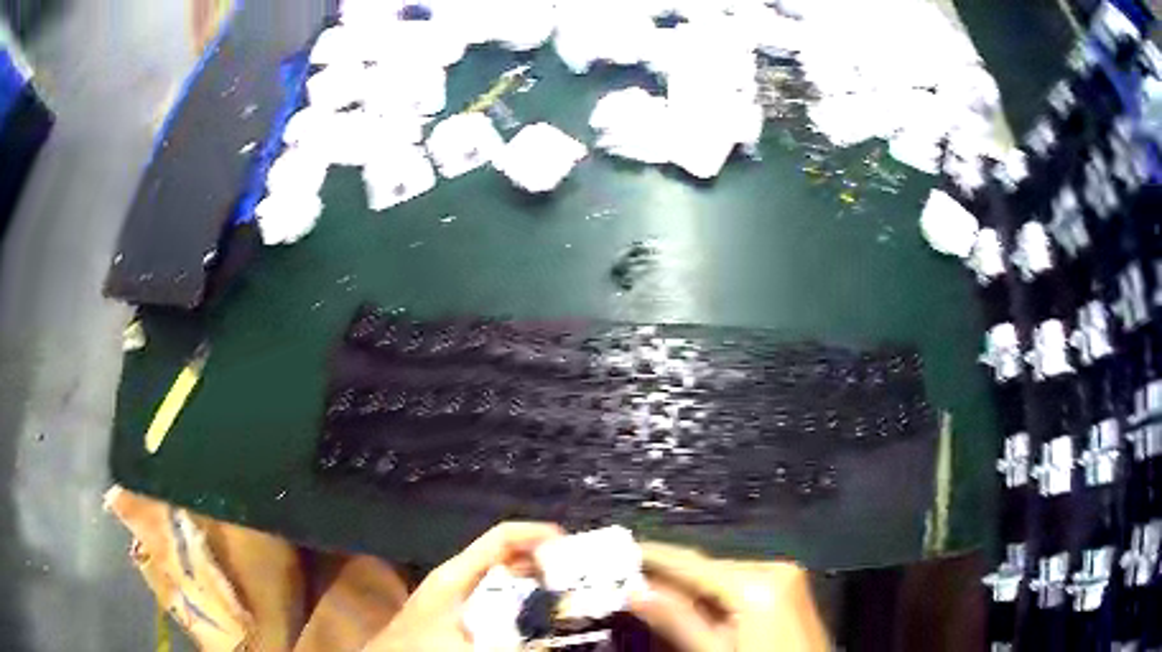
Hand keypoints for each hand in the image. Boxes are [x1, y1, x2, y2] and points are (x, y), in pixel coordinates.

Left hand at [363, 522, 563, 651]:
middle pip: (504, 552)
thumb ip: (510, 643)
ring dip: (529, 577)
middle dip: (540, 558)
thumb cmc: (420, 648)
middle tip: (575, 574)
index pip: (501, 538)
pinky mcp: (453, 606)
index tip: (571, 546)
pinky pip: (491, 589)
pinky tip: (531, 613)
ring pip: (498, 572)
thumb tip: (549, 637)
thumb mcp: (468, 647)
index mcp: (456, 575)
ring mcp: (453, 589)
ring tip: (561, 592)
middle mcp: (455, 575)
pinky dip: (515, 593)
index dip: (536, 535)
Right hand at [629, 543, 828, 651]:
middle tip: (629, 582)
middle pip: (708, 568)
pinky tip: (695, 606)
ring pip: (723, 575)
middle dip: (669, 576)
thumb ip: (677, 621)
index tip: (617, 552)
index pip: (692, 564)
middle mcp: (774, 568)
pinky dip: (715, 594)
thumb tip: (636, 591)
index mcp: (757, 583)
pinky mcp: (789, 588)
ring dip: (690, 586)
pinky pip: (742, 584)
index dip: (652, 557)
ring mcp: (786, 576)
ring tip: (654, 595)